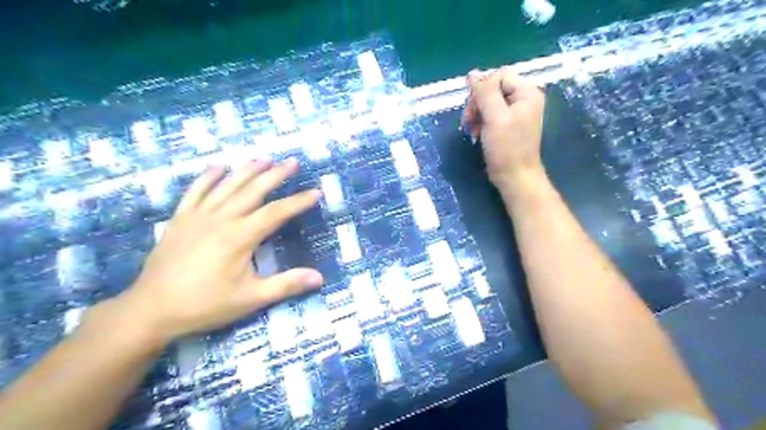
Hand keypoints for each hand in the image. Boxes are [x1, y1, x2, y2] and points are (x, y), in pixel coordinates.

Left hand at [116, 160, 321, 343]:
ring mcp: (198, 216)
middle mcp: (221, 219)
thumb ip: (286, 284)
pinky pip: (195, 191)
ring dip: (247, 170)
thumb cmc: (205, 304)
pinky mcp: (180, 219)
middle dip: (275, 175)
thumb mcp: (251, 298)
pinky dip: (208, 177)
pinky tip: (218, 167)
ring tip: (264, 158)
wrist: (151, 310)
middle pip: (253, 190)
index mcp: (240, 237)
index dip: (298, 202)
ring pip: (227, 185)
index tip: (315, 192)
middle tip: (292, 161)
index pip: (277, 212)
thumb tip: (319, 277)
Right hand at [457, 66, 546, 191]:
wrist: (514, 177)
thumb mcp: (494, 118)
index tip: (473, 110)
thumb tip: (472, 74)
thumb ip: (484, 93)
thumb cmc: (506, 148)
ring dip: (476, 113)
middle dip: (477, 103)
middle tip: (469, 121)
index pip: (498, 76)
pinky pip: (489, 113)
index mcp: (526, 92)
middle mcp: (523, 98)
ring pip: (488, 101)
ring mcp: (515, 112)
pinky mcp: (507, 123)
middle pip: (492, 87)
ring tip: (472, 130)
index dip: (482, 89)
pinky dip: (480, 121)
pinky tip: (476, 133)